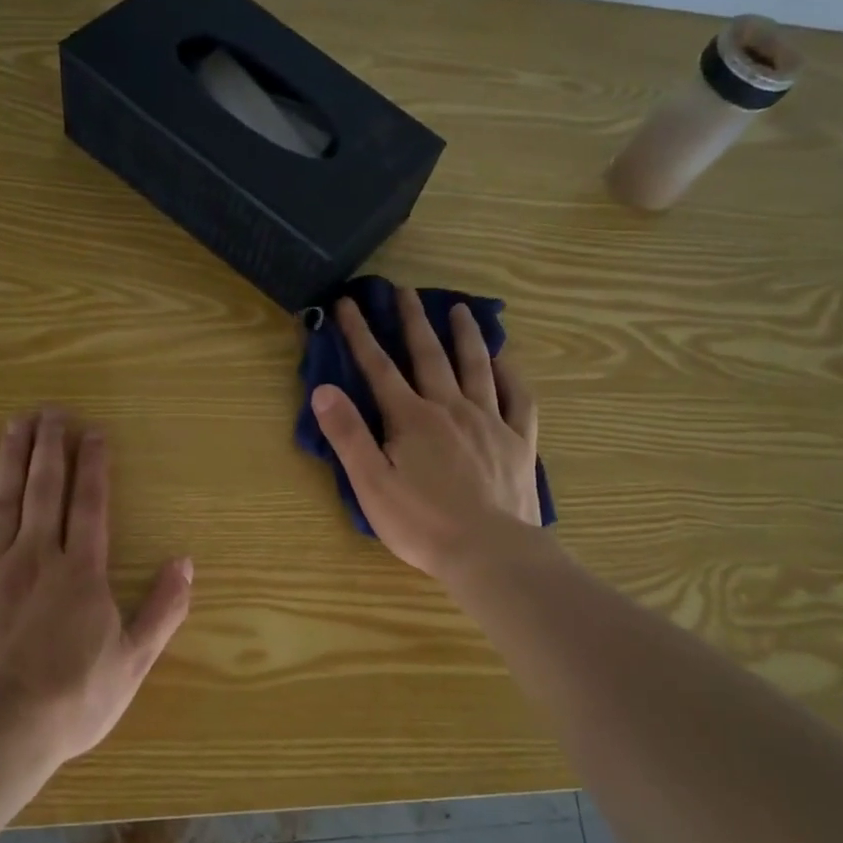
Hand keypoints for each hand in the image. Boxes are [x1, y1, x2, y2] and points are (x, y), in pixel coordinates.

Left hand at [0, 410, 193, 761]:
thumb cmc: (70, 700)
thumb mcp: (133, 662)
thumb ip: (162, 609)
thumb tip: (185, 563)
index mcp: (81, 572)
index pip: (91, 505)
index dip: (93, 466)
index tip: (93, 431)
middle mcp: (35, 557)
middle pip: (45, 490)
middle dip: (50, 447)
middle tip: (51, 410)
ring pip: (1, 502)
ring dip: (10, 460)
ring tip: (15, 424)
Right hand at [312, 289, 541, 578]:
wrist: (489, 552)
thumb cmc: (422, 523)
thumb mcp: (370, 483)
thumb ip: (347, 435)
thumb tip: (323, 389)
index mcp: (412, 418)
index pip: (379, 368)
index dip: (360, 334)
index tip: (347, 304)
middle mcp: (451, 408)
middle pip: (429, 356)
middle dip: (412, 321)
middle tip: (404, 290)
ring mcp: (490, 422)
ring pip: (476, 367)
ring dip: (466, 335)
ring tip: (460, 308)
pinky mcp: (519, 442)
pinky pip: (518, 398)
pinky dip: (511, 375)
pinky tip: (506, 361)